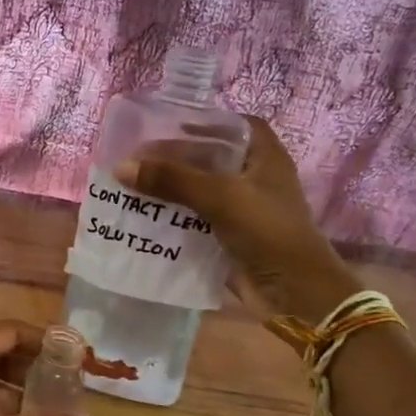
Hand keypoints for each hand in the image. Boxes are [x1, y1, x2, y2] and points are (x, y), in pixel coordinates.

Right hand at [116, 116, 359, 317]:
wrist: (294, 293)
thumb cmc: (267, 231)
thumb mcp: (220, 197)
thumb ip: (172, 179)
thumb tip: (121, 167)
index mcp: (265, 157)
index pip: (236, 126)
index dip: (206, 122)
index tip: (171, 125)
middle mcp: (255, 179)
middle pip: (212, 158)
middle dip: (176, 159)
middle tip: (138, 158)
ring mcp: (244, 211)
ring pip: (200, 192)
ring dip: (170, 190)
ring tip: (132, 185)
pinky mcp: (230, 239)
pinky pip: (196, 222)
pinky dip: (174, 219)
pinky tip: (144, 217)